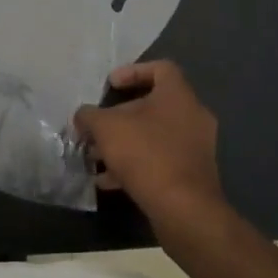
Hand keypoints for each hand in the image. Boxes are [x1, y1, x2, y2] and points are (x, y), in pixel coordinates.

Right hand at [73, 61, 223, 226]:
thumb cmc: (145, 154)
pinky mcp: (193, 175)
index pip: (160, 68)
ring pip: (154, 136)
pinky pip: (160, 160)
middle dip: (119, 116)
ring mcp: (195, 147)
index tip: (110, 85)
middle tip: (96, 128)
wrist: (184, 210)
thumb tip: (82, 117)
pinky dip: (136, 165)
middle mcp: (193, 116)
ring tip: (96, 157)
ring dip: (124, 143)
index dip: (132, 71)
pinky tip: (109, 181)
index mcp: (179, 95)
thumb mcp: (105, 128)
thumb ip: (89, 116)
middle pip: (153, 105)